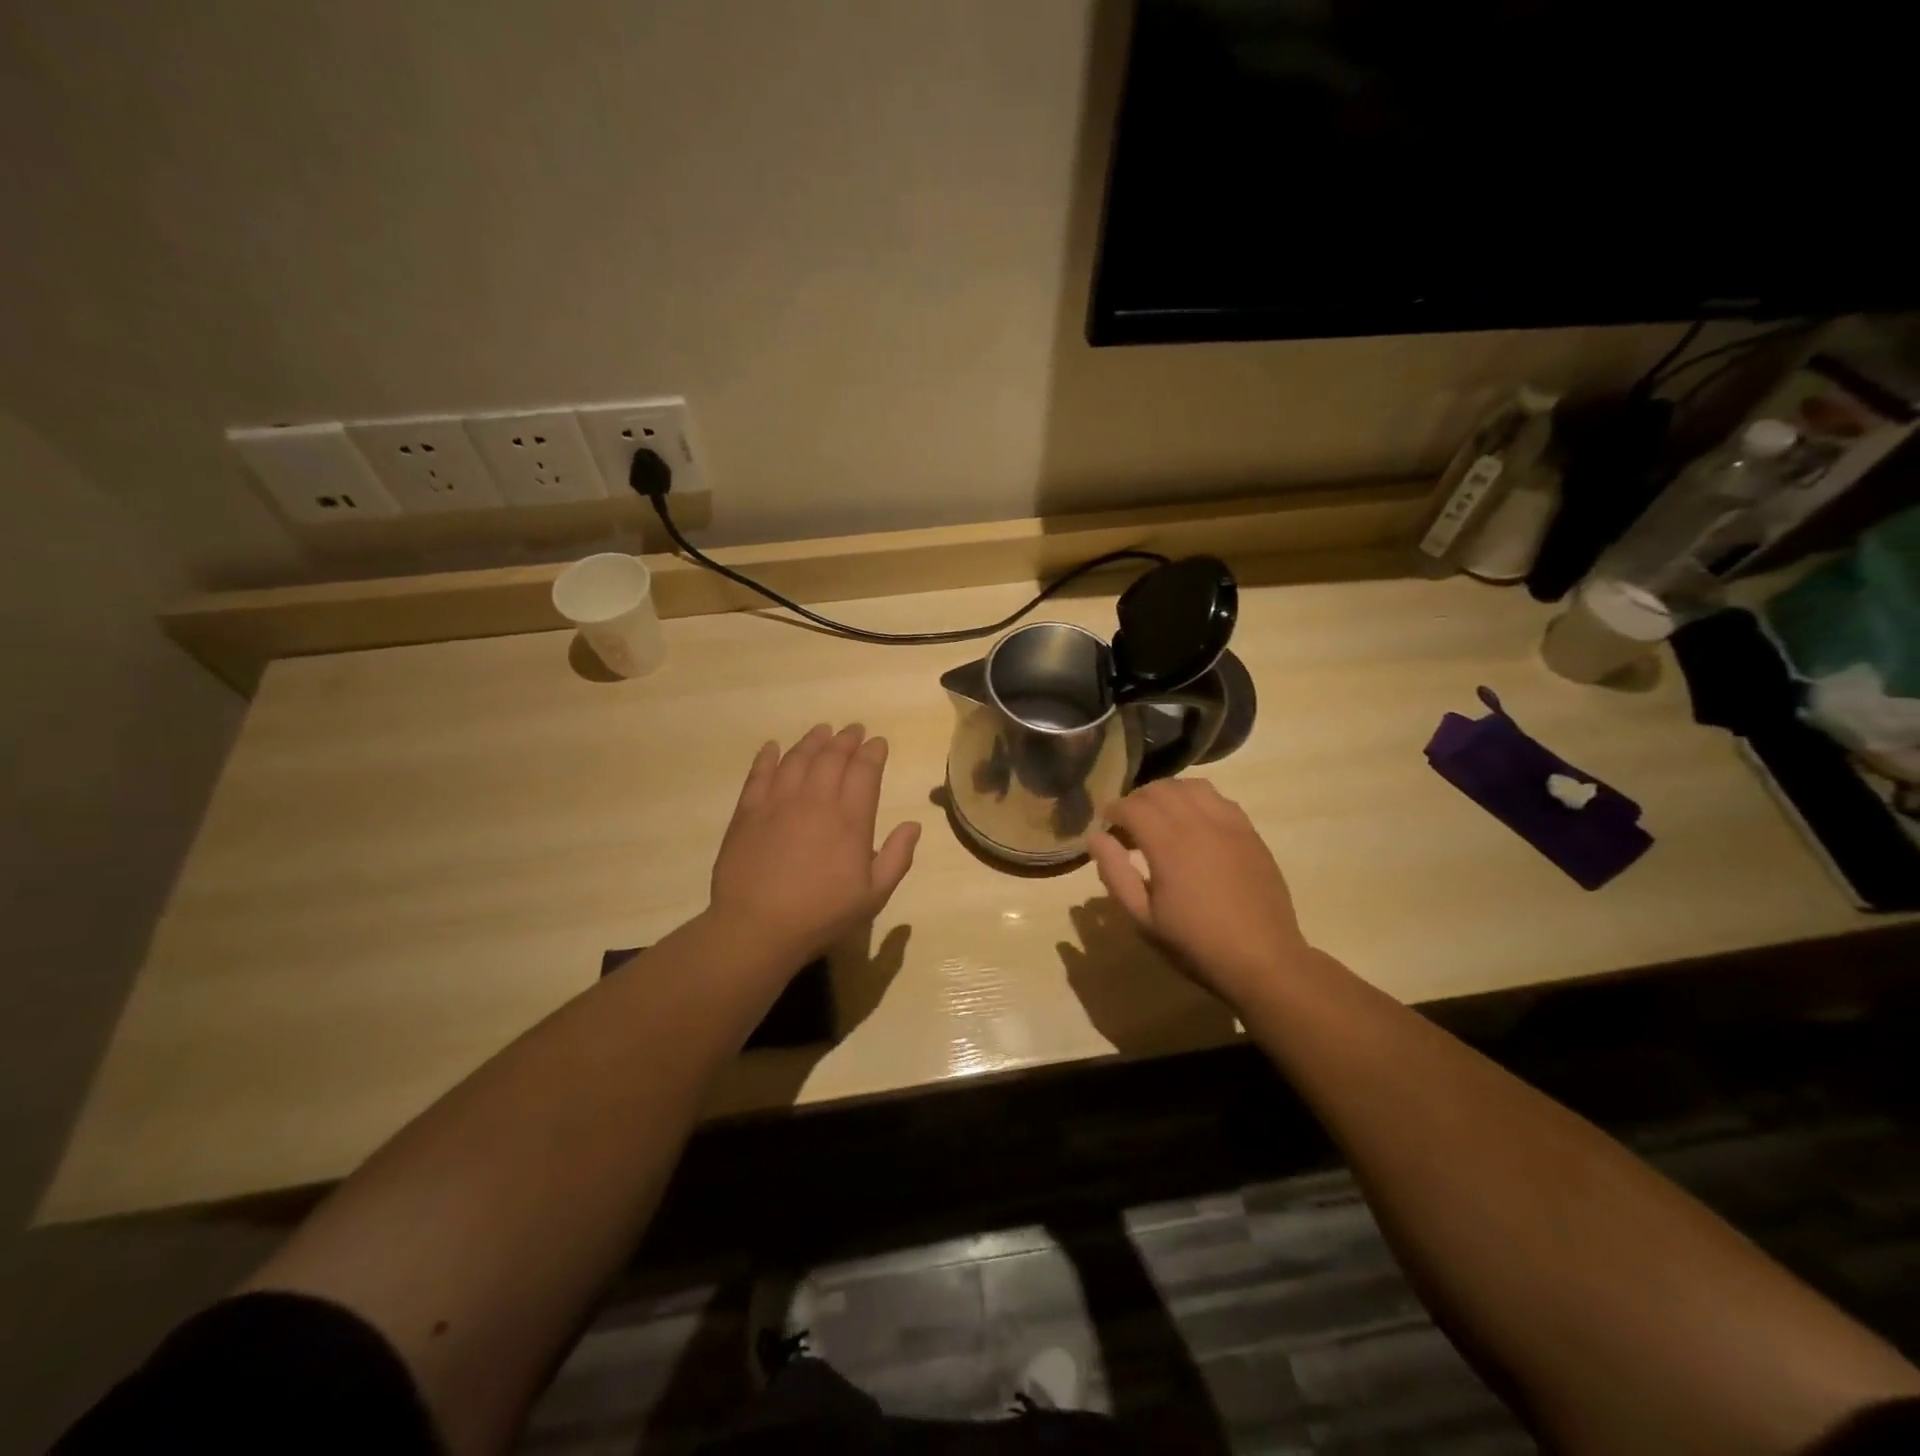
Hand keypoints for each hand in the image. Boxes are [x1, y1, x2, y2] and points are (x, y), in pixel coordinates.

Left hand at [709, 724, 920, 964]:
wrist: (757, 928)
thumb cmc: (822, 915)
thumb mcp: (874, 896)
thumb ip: (898, 857)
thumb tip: (914, 825)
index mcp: (850, 819)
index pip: (865, 771)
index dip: (873, 752)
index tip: (878, 742)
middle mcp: (816, 801)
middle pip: (832, 757)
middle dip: (846, 739)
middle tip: (854, 729)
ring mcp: (778, 802)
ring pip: (797, 758)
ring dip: (812, 741)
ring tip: (822, 730)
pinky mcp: (748, 812)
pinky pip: (759, 774)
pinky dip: (768, 757)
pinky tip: (773, 747)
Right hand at [1088, 778, 1310, 1009]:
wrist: (1263, 960)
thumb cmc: (1196, 943)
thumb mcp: (1143, 918)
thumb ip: (1115, 873)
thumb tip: (1096, 838)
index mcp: (1169, 845)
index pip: (1133, 806)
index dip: (1114, 810)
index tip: (1107, 825)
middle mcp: (1199, 823)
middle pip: (1161, 789)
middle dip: (1138, 799)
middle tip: (1129, 824)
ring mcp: (1229, 825)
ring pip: (1192, 786)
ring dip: (1169, 794)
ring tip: (1161, 818)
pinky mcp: (1250, 832)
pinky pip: (1219, 799)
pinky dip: (1198, 800)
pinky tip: (1195, 824)